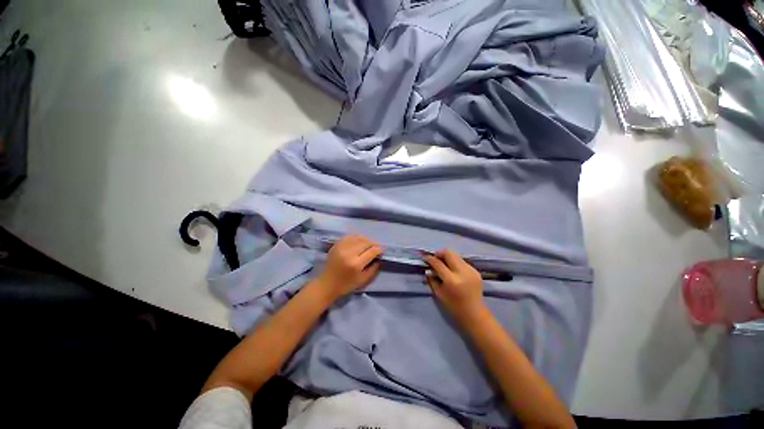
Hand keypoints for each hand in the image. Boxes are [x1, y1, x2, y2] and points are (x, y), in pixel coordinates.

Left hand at [314, 234, 382, 301]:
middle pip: (366, 242)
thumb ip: (373, 268)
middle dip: (373, 244)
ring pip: (359, 237)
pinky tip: (359, 241)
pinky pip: (350, 236)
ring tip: (368, 244)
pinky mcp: (336, 244)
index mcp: (356, 264)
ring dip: (366, 240)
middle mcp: (349, 253)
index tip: (381, 251)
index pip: (372, 251)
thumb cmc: (346, 285)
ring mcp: (342, 247)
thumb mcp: (363, 280)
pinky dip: (357, 237)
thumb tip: (379, 257)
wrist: (326, 284)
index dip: (379, 249)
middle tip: (375, 247)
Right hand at [424, 249, 484, 320]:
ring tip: (443, 263)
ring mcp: (471, 270)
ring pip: (456, 255)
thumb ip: (432, 279)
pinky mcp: (475, 271)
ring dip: (447, 257)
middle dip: (439, 253)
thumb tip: (427, 268)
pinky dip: (455, 262)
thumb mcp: (439, 294)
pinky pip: (462, 261)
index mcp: (452, 280)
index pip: (438, 263)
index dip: (430, 259)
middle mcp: (462, 272)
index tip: (425, 257)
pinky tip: (453, 270)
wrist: (475, 314)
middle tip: (434, 258)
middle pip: (449, 253)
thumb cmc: (454, 307)